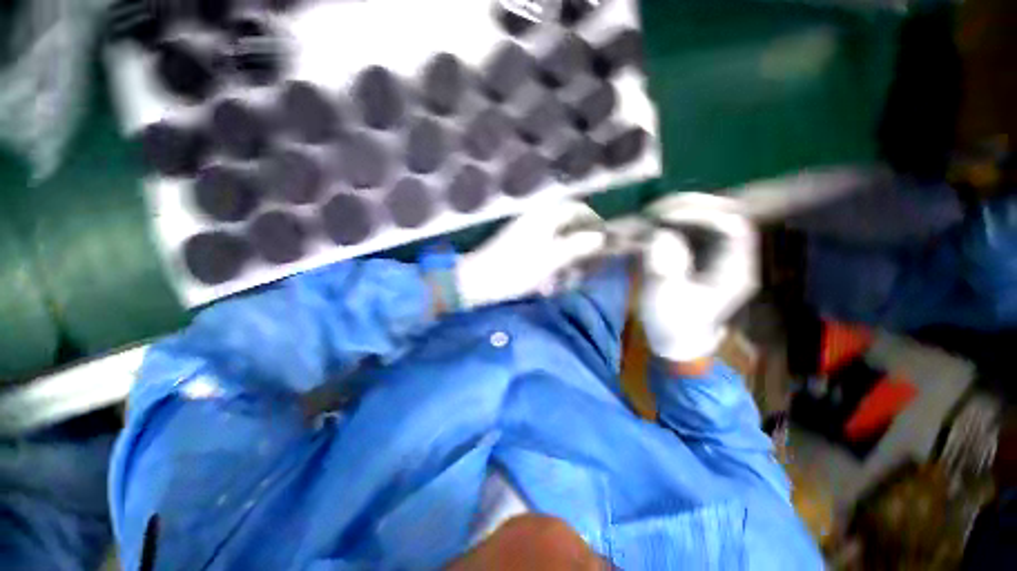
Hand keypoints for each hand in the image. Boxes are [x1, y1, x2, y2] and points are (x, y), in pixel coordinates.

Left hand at [456, 201, 604, 307]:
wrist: (478, 280)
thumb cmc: (516, 269)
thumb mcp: (550, 259)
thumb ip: (575, 246)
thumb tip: (599, 236)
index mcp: (544, 217)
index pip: (575, 209)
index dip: (592, 220)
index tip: (604, 235)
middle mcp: (535, 218)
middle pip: (565, 221)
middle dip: (579, 237)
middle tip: (589, 254)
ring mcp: (524, 231)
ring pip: (554, 234)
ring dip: (565, 250)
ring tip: (571, 268)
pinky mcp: (518, 244)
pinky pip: (542, 246)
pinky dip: (550, 258)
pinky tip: (549, 276)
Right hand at [639, 193, 757, 362]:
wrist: (676, 340)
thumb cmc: (674, 324)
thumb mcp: (666, 297)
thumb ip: (664, 265)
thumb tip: (656, 235)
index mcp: (734, 270)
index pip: (733, 226)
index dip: (702, 214)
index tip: (667, 217)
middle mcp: (730, 256)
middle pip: (723, 215)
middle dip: (690, 207)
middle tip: (656, 210)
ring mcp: (714, 255)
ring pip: (707, 219)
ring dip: (680, 212)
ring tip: (652, 213)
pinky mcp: (698, 256)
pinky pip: (691, 229)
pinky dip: (673, 222)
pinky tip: (654, 223)